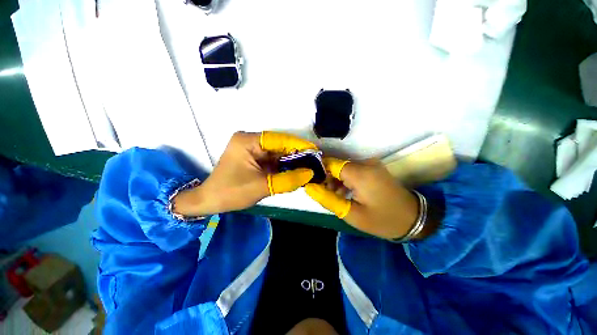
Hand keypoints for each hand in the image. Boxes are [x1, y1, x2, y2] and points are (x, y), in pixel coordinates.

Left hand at [173, 131, 316, 216]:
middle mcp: (251, 141)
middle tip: (315, 162)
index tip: (315, 151)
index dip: (298, 145)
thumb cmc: (232, 192)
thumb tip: (310, 173)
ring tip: (310, 167)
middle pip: (280, 145)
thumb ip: (287, 180)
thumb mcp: (262, 187)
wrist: (211, 201)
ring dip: (293, 161)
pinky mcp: (256, 159)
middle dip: (297, 154)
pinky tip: (297, 171)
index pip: (278, 139)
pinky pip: (274, 160)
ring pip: (279, 154)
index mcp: (248, 141)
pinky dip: (286, 167)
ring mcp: (253, 150)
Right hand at [305, 159, 421, 239]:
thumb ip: (327, 199)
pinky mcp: (374, 168)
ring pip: (343, 167)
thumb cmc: (382, 220)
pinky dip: (345, 179)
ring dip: (336, 179)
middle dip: (327, 178)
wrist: (414, 219)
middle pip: (336, 165)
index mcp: (360, 173)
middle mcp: (365, 163)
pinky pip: (352, 169)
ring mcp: (371, 164)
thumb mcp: (351, 214)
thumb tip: (309, 187)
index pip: (329, 163)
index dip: (318, 172)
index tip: (313, 185)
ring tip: (335, 196)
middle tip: (325, 195)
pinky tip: (345, 192)